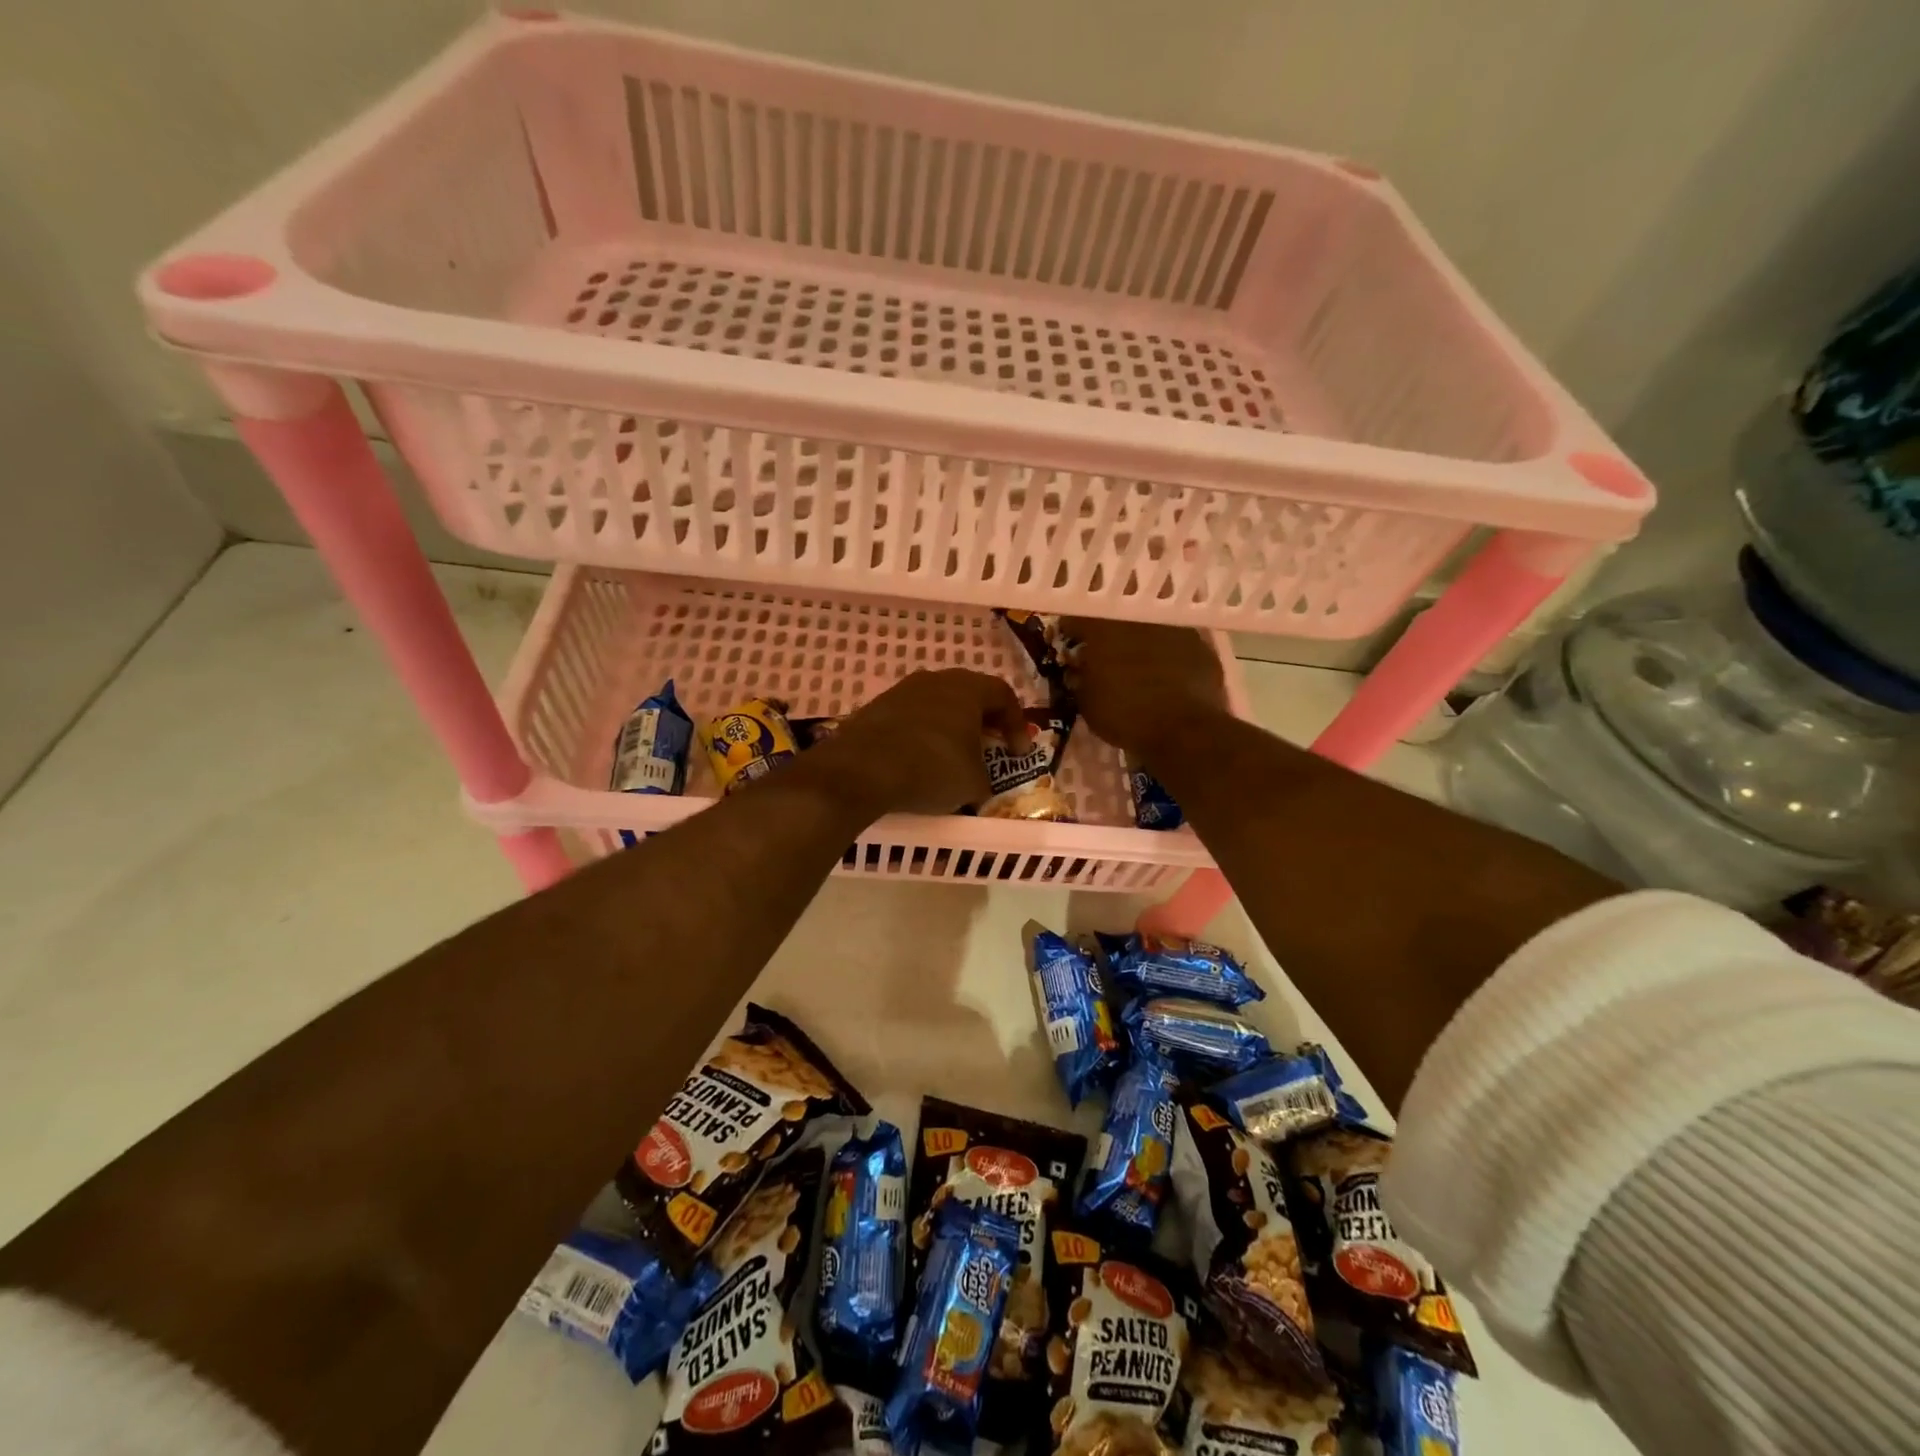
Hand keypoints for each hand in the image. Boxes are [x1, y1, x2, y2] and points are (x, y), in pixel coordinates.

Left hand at [811, 669, 1028, 815]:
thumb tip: (979, 783)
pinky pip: (911, 717)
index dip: (1017, 724)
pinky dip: (922, 734)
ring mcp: (902, 690)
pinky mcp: (876, 707)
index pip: (1004, 696)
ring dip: (950, 726)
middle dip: (983, 721)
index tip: (1019, 752)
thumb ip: (984, 778)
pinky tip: (918, 758)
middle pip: (969, 694)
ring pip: (937, 703)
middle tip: (989, 746)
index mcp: (968, 689)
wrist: (862, 769)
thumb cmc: (932, 769)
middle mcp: (936, 680)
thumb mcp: (973, 783)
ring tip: (953, 754)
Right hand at [1061, 617, 1228, 761]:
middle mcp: (1138, 617)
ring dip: (1140, 635)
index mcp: (1103, 627)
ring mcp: (1172, 626)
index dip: (1070, 630)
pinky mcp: (1199, 643)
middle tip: (1104, 648)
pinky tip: (1166, 671)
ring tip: (1137, 657)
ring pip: (1150, 622)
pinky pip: (1176, 641)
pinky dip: (1168, 651)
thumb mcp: (1087, 702)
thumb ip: (1080, 678)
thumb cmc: (1125, 715)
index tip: (1069, 643)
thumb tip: (1079, 670)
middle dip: (1108, 627)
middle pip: (1117, 612)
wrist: (1184, 730)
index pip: (1077, 617)